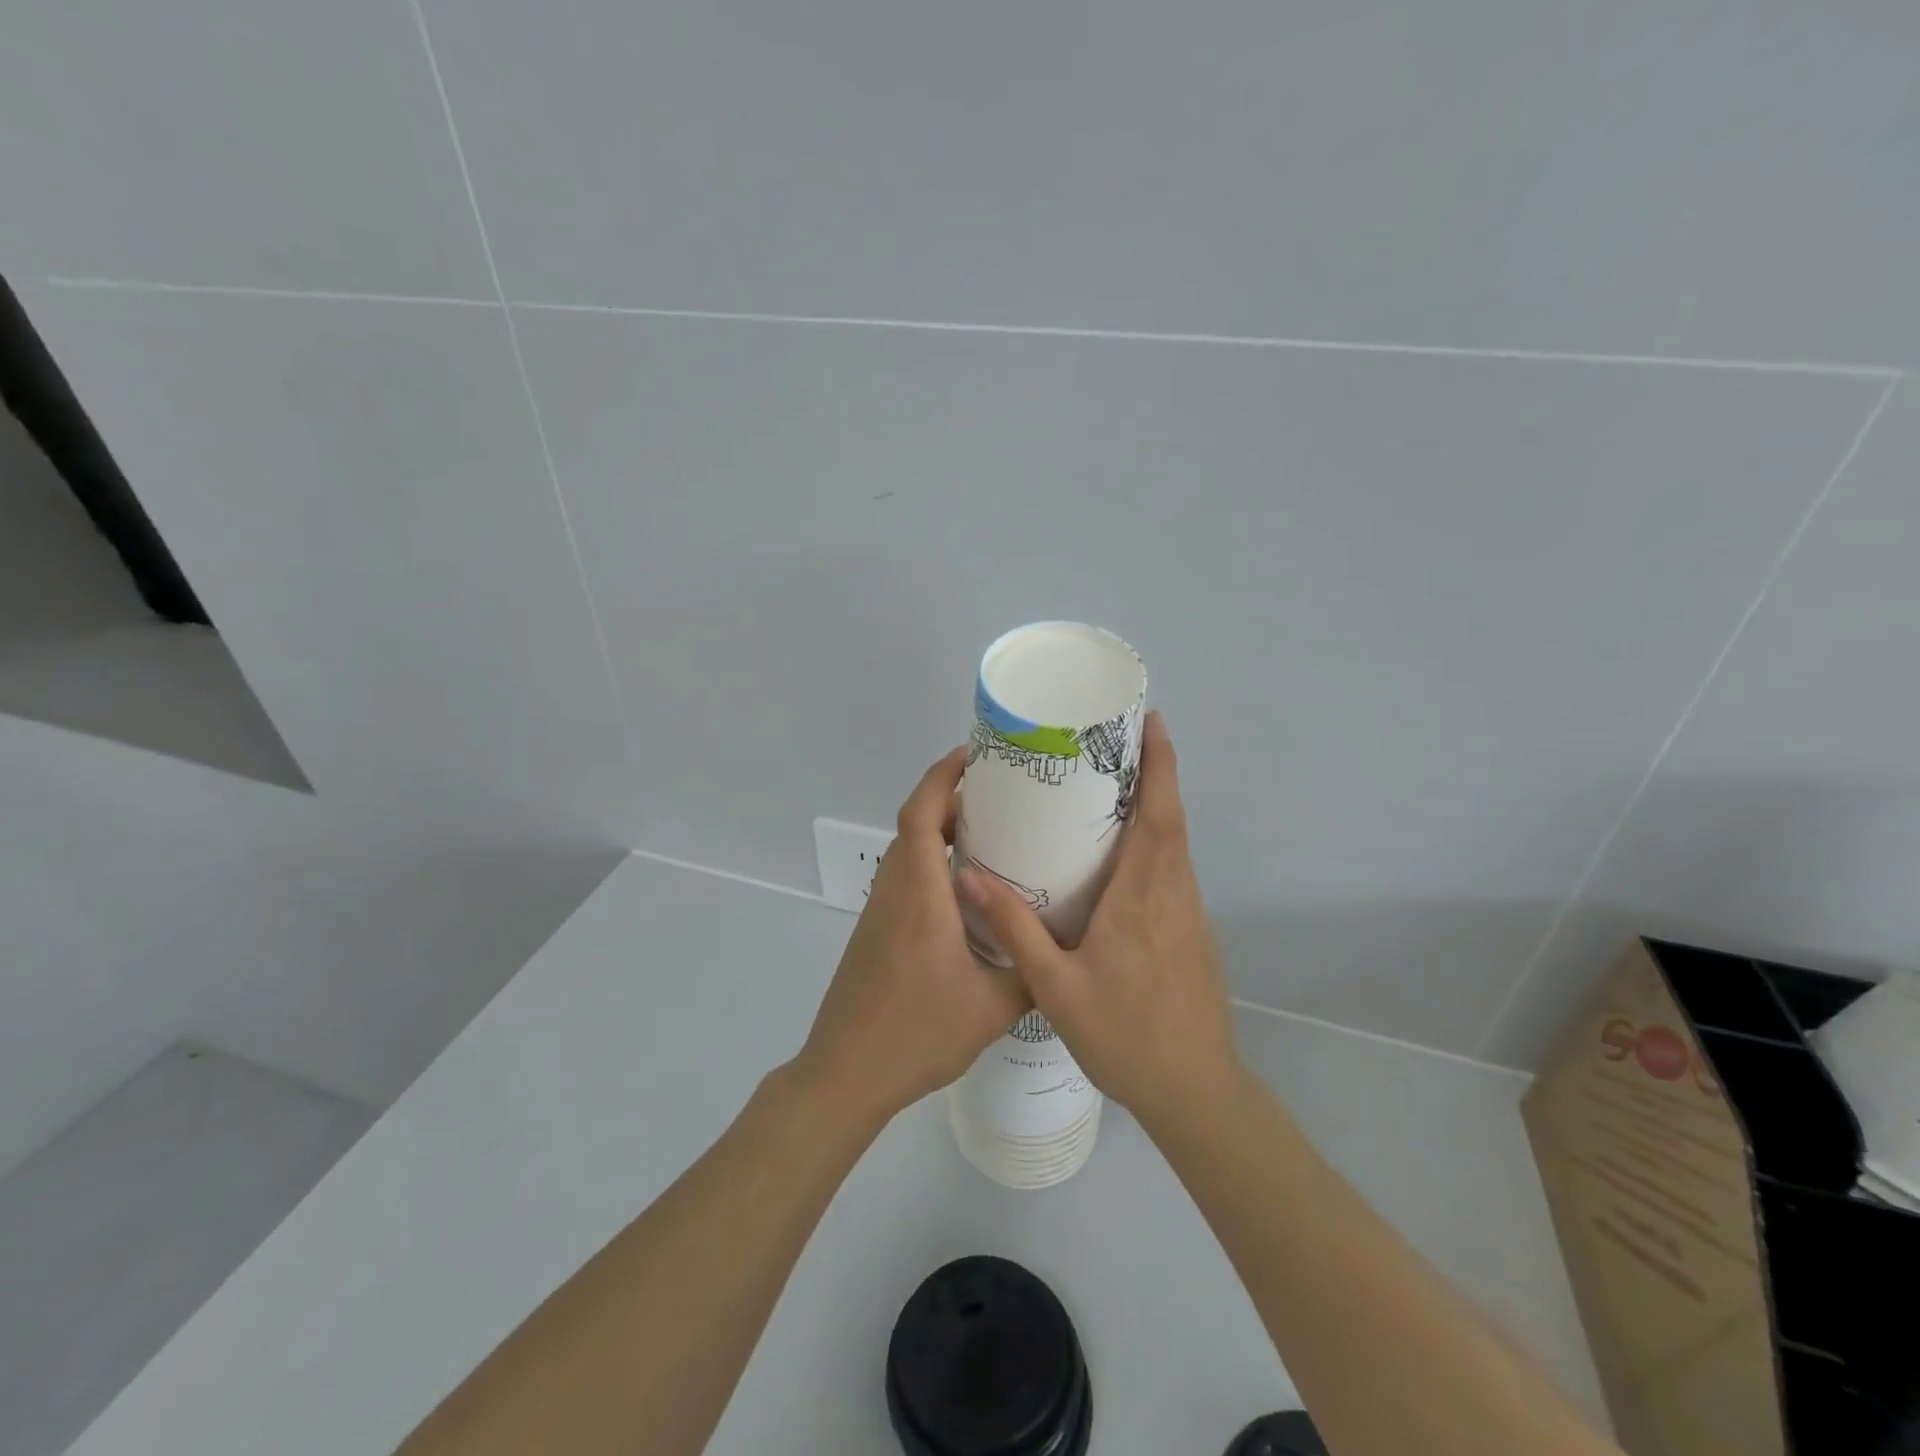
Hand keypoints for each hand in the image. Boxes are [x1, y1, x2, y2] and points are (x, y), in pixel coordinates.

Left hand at [794, 747, 1030, 1124]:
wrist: (846, 1074)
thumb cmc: (917, 1035)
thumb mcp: (993, 1007)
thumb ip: (1033, 970)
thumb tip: (1066, 947)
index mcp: (920, 896)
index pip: (920, 815)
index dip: (942, 777)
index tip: (974, 756)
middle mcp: (894, 892)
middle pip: (914, 823)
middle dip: (951, 798)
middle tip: (1001, 796)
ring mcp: (879, 911)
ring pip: (908, 851)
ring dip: (941, 830)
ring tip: (992, 834)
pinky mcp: (876, 931)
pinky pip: (906, 877)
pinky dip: (933, 862)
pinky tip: (968, 889)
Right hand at [958, 713, 1242, 1133]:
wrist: (1195, 1092)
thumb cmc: (1125, 1036)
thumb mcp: (1055, 986)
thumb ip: (1014, 928)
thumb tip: (968, 875)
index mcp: (1143, 896)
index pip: (1159, 814)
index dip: (1160, 764)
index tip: (1152, 722)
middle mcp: (1174, 893)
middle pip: (1171, 819)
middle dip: (1154, 773)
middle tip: (1117, 742)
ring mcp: (1190, 914)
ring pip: (1177, 845)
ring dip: (1157, 807)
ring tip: (1114, 786)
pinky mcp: (1194, 933)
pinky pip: (1175, 870)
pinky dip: (1158, 842)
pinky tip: (1123, 855)